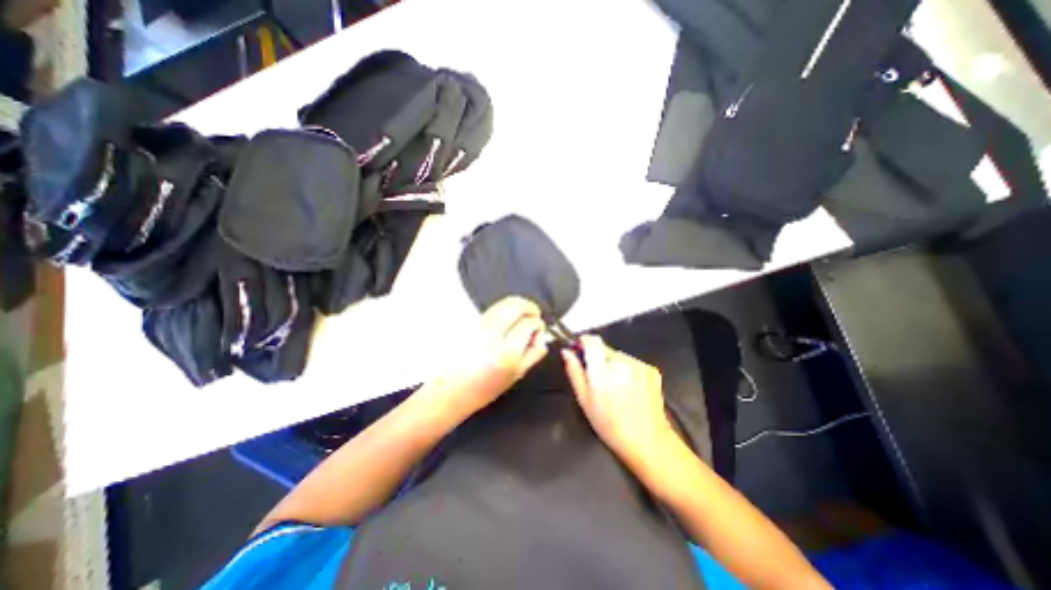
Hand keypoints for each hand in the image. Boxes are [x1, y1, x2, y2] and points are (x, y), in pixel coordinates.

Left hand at [433, 295, 550, 414]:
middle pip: (515, 307)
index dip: (538, 324)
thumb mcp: (516, 376)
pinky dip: (505, 307)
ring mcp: (479, 327)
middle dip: (530, 307)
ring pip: (503, 303)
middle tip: (535, 314)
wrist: (452, 390)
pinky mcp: (471, 323)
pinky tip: (509, 315)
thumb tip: (542, 339)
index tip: (538, 331)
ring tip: (524, 312)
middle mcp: (492, 336)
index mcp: (506, 353)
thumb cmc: (484, 388)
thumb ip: (533, 355)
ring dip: (518, 304)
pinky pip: (493, 308)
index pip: (528, 324)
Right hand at [561, 338, 678, 467]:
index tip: (580, 348)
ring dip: (614, 365)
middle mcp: (622, 364)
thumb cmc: (611, 425)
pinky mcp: (651, 370)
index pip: (592, 341)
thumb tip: (567, 352)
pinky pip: (632, 363)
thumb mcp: (584, 400)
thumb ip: (574, 371)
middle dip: (599, 359)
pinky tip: (628, 390)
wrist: (647, 440)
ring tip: (615, 388)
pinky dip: (628, 371)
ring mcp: (639, 366)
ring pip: (618, 356)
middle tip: (598, 380)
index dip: (584, 342)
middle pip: (605, 349)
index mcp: (602, 371)